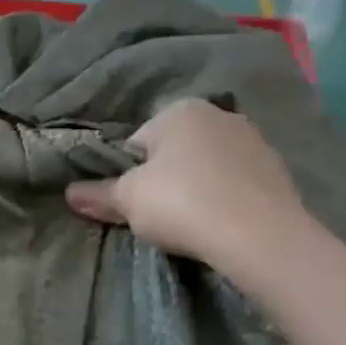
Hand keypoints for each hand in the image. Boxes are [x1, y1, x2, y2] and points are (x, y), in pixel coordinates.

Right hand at [64, 98, 305, 272]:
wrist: (258, 234)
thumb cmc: (182, 204)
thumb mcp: (129, 201)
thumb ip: (98, 195)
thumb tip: (69, 193)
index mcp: (180, 110)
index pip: (137, 143)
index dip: (127, 177)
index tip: (131, 206)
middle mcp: (219, 114)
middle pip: (174, 153)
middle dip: (163, 181)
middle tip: (158, 217)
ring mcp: (253, 140)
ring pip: (206, 167)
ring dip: (195, 190)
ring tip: (191, 225)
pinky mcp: (276, 170)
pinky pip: (234, 184)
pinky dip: (223, 200)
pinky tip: (219, 225)